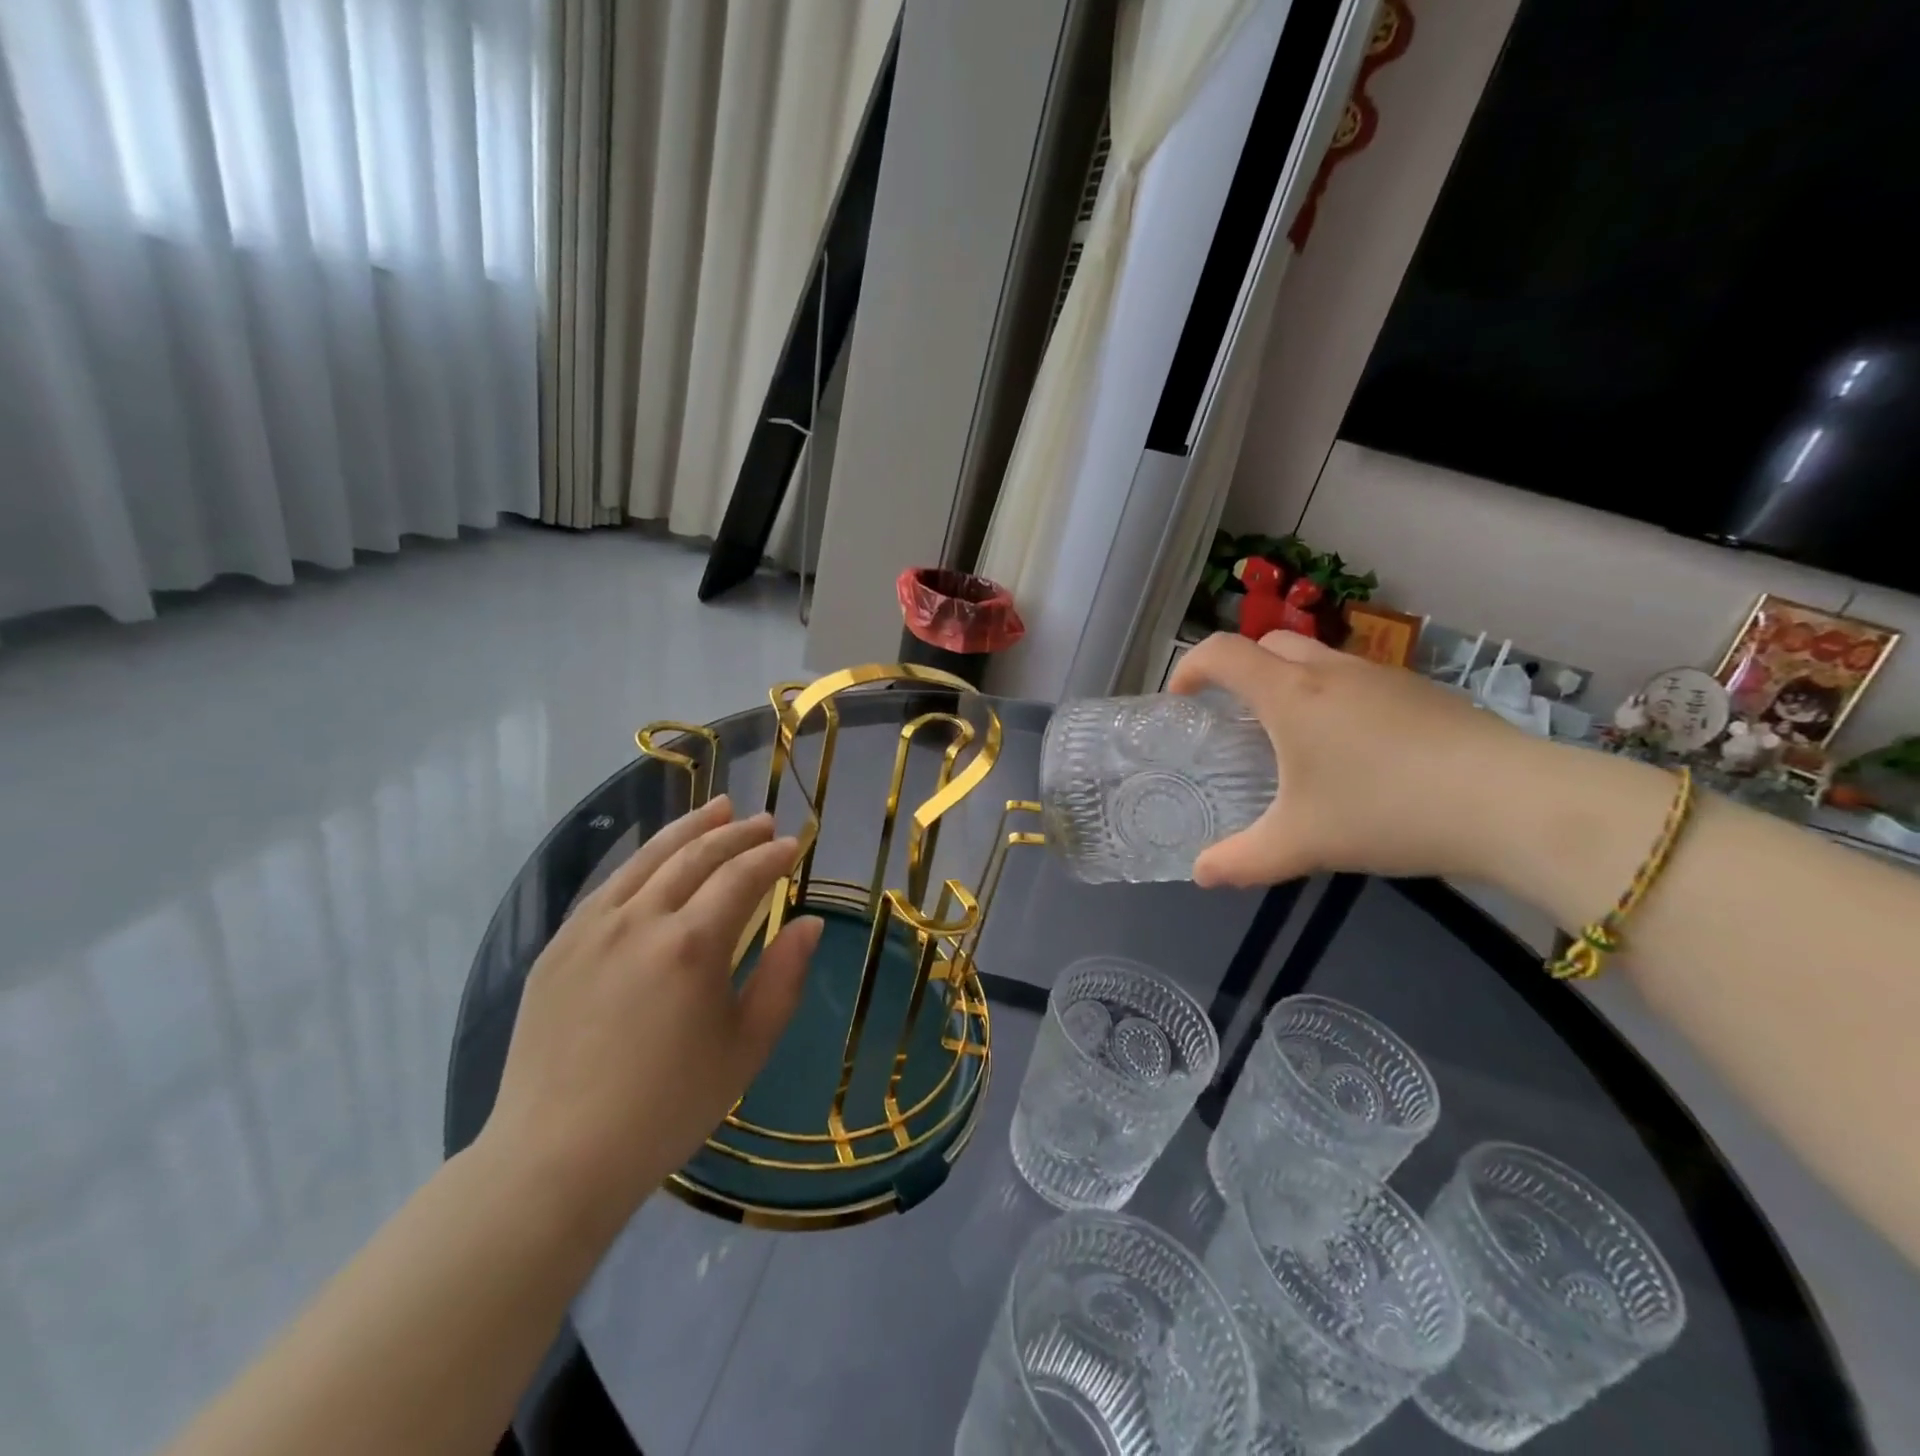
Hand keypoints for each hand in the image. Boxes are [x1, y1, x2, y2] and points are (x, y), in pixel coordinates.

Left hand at [481, 796, 821, 1224]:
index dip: (772, 855)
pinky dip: (643, 860)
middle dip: (735, 832)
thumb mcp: (746, 1048)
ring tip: (717, 808)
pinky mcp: (558, 946)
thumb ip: (784, 978)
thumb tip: (808, 923)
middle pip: (695, 854)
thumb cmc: (668, 1108)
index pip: (741, 876)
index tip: (794, 844)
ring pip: (648, 858)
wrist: (557, 1157)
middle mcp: (640, 920)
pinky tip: (657, 858)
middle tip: (762, 821)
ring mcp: (591, 928)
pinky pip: (610, 885)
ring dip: (688, 829)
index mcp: (692, 945)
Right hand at [1169, 631, 1529, 886]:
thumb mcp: (1301, 844)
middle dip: (1241, 670)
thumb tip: (1201, 874)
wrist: (1511, 802)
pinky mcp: (1423, 693)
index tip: (1181, 700)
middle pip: (1270, 645)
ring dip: (1291, 684)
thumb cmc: (1386, 810)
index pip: (1222, 652)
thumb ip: (1242, 860)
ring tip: (1294, 739)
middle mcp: (1332, 671)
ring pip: (1319, 660)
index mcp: (1291, 694)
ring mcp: (1383, 677)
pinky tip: (1357, 754)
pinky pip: (1360, 681)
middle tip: (1235, 717)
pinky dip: (1336, 700)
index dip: (1190, 667)